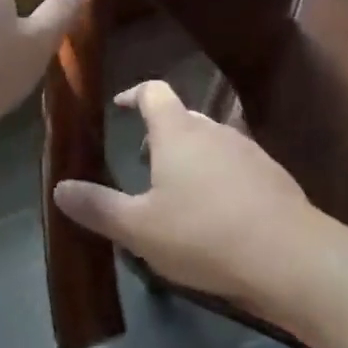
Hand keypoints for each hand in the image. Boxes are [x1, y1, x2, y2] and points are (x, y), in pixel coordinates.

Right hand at [53, 80, 315, 305]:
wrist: (288, 255)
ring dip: (190, 156)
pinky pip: (235, 164)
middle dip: (160, 133)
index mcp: (177, 132)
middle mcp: (213, 130)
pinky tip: (217, 213)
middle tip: (144, 160)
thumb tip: (59, 188)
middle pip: (182, 117)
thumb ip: (99, 207)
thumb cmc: (203, 234)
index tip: (121, 105)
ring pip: (210, 141)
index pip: (154, 92)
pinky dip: (219, 176)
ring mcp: (247, 149)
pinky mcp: (272, 174)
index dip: (135, 94)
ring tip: (177, 191)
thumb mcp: (140, 229)